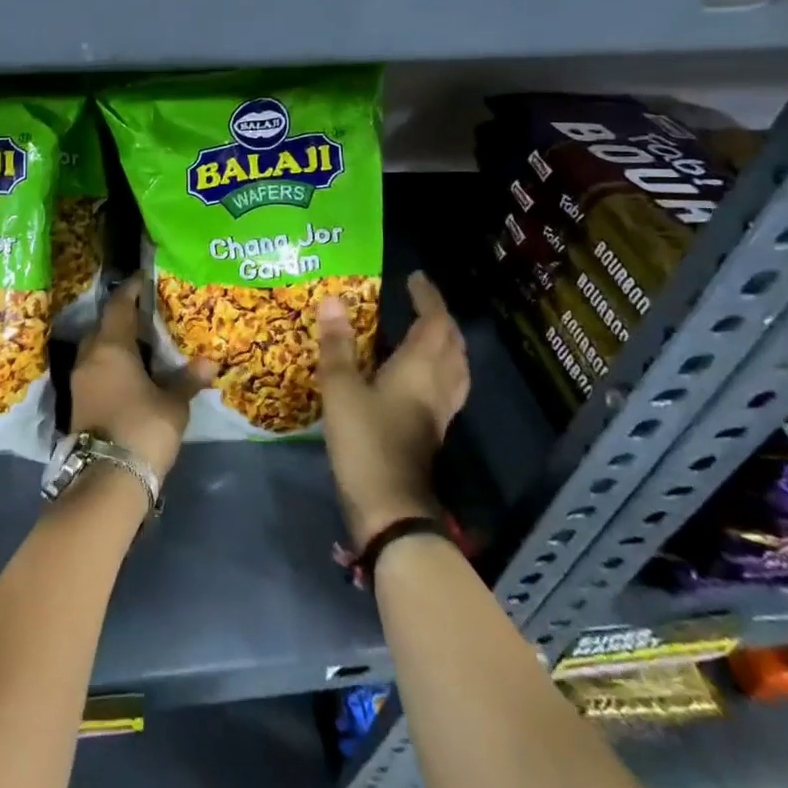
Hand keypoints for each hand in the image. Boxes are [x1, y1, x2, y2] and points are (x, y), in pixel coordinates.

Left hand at [69, 275, 211, 479]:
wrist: (106, 479)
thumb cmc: (143, 430)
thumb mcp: (173, 405)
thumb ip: (187, 380)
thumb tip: (209, 362)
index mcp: (111, 347)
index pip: (119, 305)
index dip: (131, 290)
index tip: (144, 280)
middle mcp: (90, 357)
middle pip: (105, 325)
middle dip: (124, 317)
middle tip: (149, 314)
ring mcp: (80, 380)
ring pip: (98, 349)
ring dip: (116, 343)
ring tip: (143, 343)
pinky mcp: (78, 402)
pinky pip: (96, 370)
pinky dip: (111, 364)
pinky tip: (131, 372)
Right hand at [317, 270, 470, 549]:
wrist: (389, 508)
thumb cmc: (365, 441)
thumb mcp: (341, 388)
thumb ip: (337, 344)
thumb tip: (332, 300)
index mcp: (421, 368)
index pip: (436, 322)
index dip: (428, 298)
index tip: (415, 278)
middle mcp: (439, 385)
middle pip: (453, 344)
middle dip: (440, 319)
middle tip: (418, 303)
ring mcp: (440, 412)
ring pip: (455, 367)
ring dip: (445, 344)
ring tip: (423, 333)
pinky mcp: (432, 432)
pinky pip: (446, 387)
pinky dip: (438, 368)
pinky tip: (416, 376)